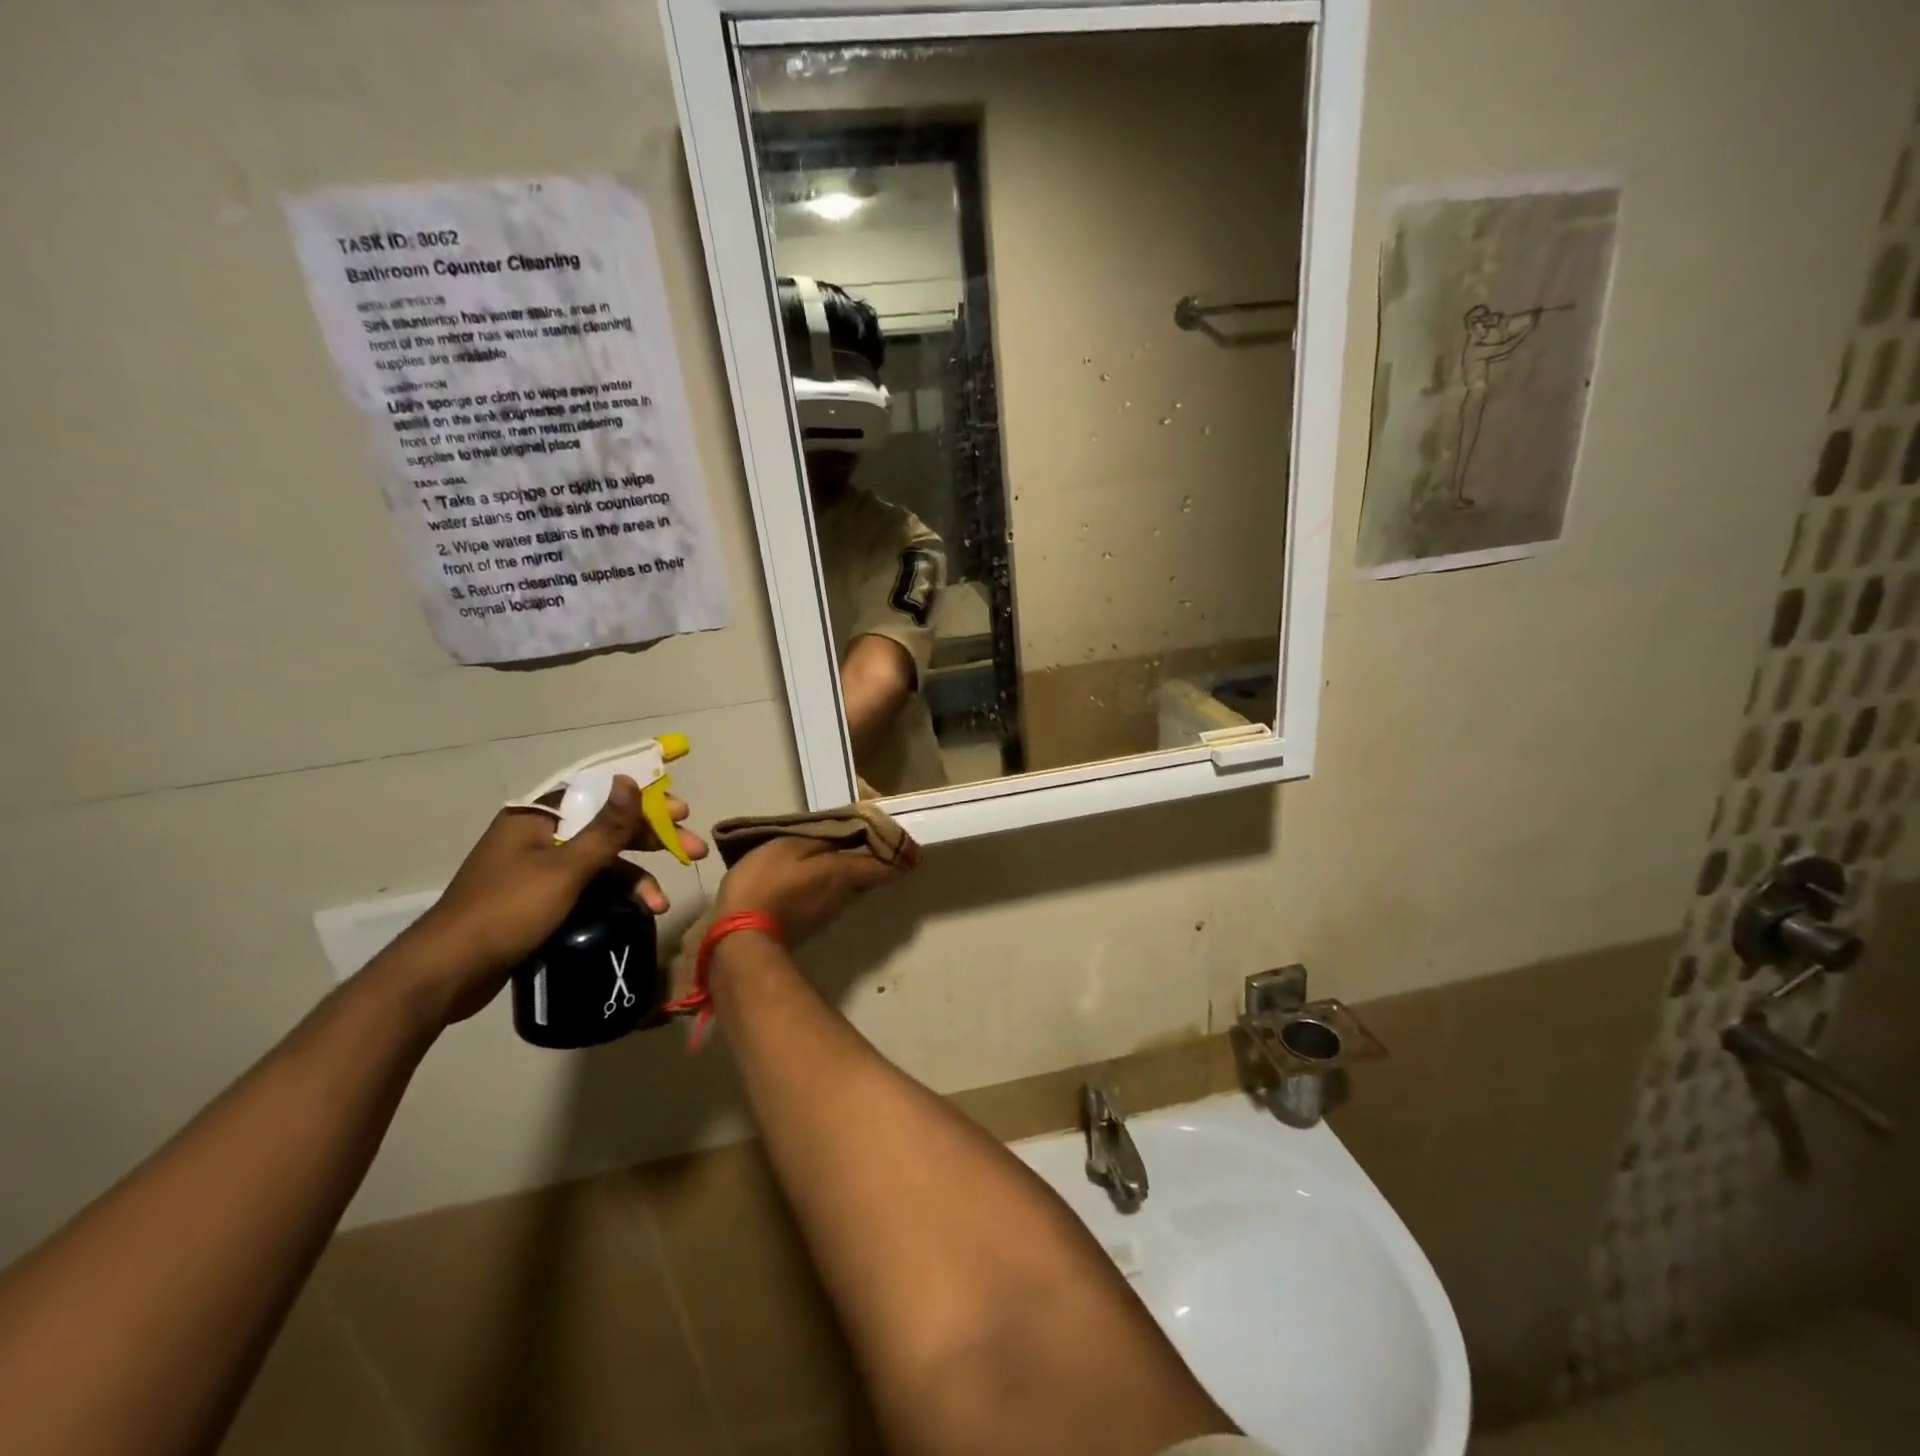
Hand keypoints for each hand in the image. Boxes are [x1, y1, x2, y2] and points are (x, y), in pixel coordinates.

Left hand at [384, 777, 709, 1024]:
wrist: (447, 973)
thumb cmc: (507, 911)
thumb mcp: (565, 869)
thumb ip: (605, 828)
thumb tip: (630, 779)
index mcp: (538, 817)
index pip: (601, 792)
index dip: (644, 799)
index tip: (682, 811)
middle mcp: (540, 836)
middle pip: (607, 827)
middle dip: (652, 841)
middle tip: (692, 850)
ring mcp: (539, 868)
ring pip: (602, 862)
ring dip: (636, 878)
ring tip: (661, 904)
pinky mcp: (541, 899)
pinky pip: (589, 886)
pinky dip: (615, 896)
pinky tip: (637, 912)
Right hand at [712, 834, 916, 947]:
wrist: (741, 938)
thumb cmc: (766, 883)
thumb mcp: (791, 847)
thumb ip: (825, 838)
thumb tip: (856, 830)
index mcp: (844, 873)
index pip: (886, 865)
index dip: (900, 853)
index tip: (909, 844)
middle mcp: (845, 895)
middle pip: (868, 874)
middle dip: (871, 856)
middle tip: (865, 836)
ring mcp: (828, 913)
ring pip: (849, 885)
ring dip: (849, 869)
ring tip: (834, 849)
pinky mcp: (811, 923)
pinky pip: (830, 896)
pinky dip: (829, 882)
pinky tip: (812, 873)